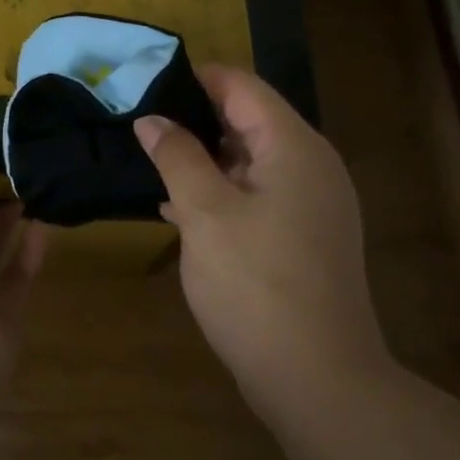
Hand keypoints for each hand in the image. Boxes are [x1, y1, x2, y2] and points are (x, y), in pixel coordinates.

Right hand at [133, 65, 389, 417]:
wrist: (319, 381)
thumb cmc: (257, 285)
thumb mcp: (204, 213)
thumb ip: (176, 156)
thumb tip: (152, 118)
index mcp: (293, 146)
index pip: (241, 86)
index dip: (194, 78)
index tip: (146, 83)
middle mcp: (311, 165)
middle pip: (247, 119)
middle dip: (194, 119)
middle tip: (140, 124)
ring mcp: (312, 204)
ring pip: (249, 160)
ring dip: (203, 158)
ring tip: (149, 161)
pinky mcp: (303, 237)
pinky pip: (257, 194)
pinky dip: (220, 192)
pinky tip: (177, 207)